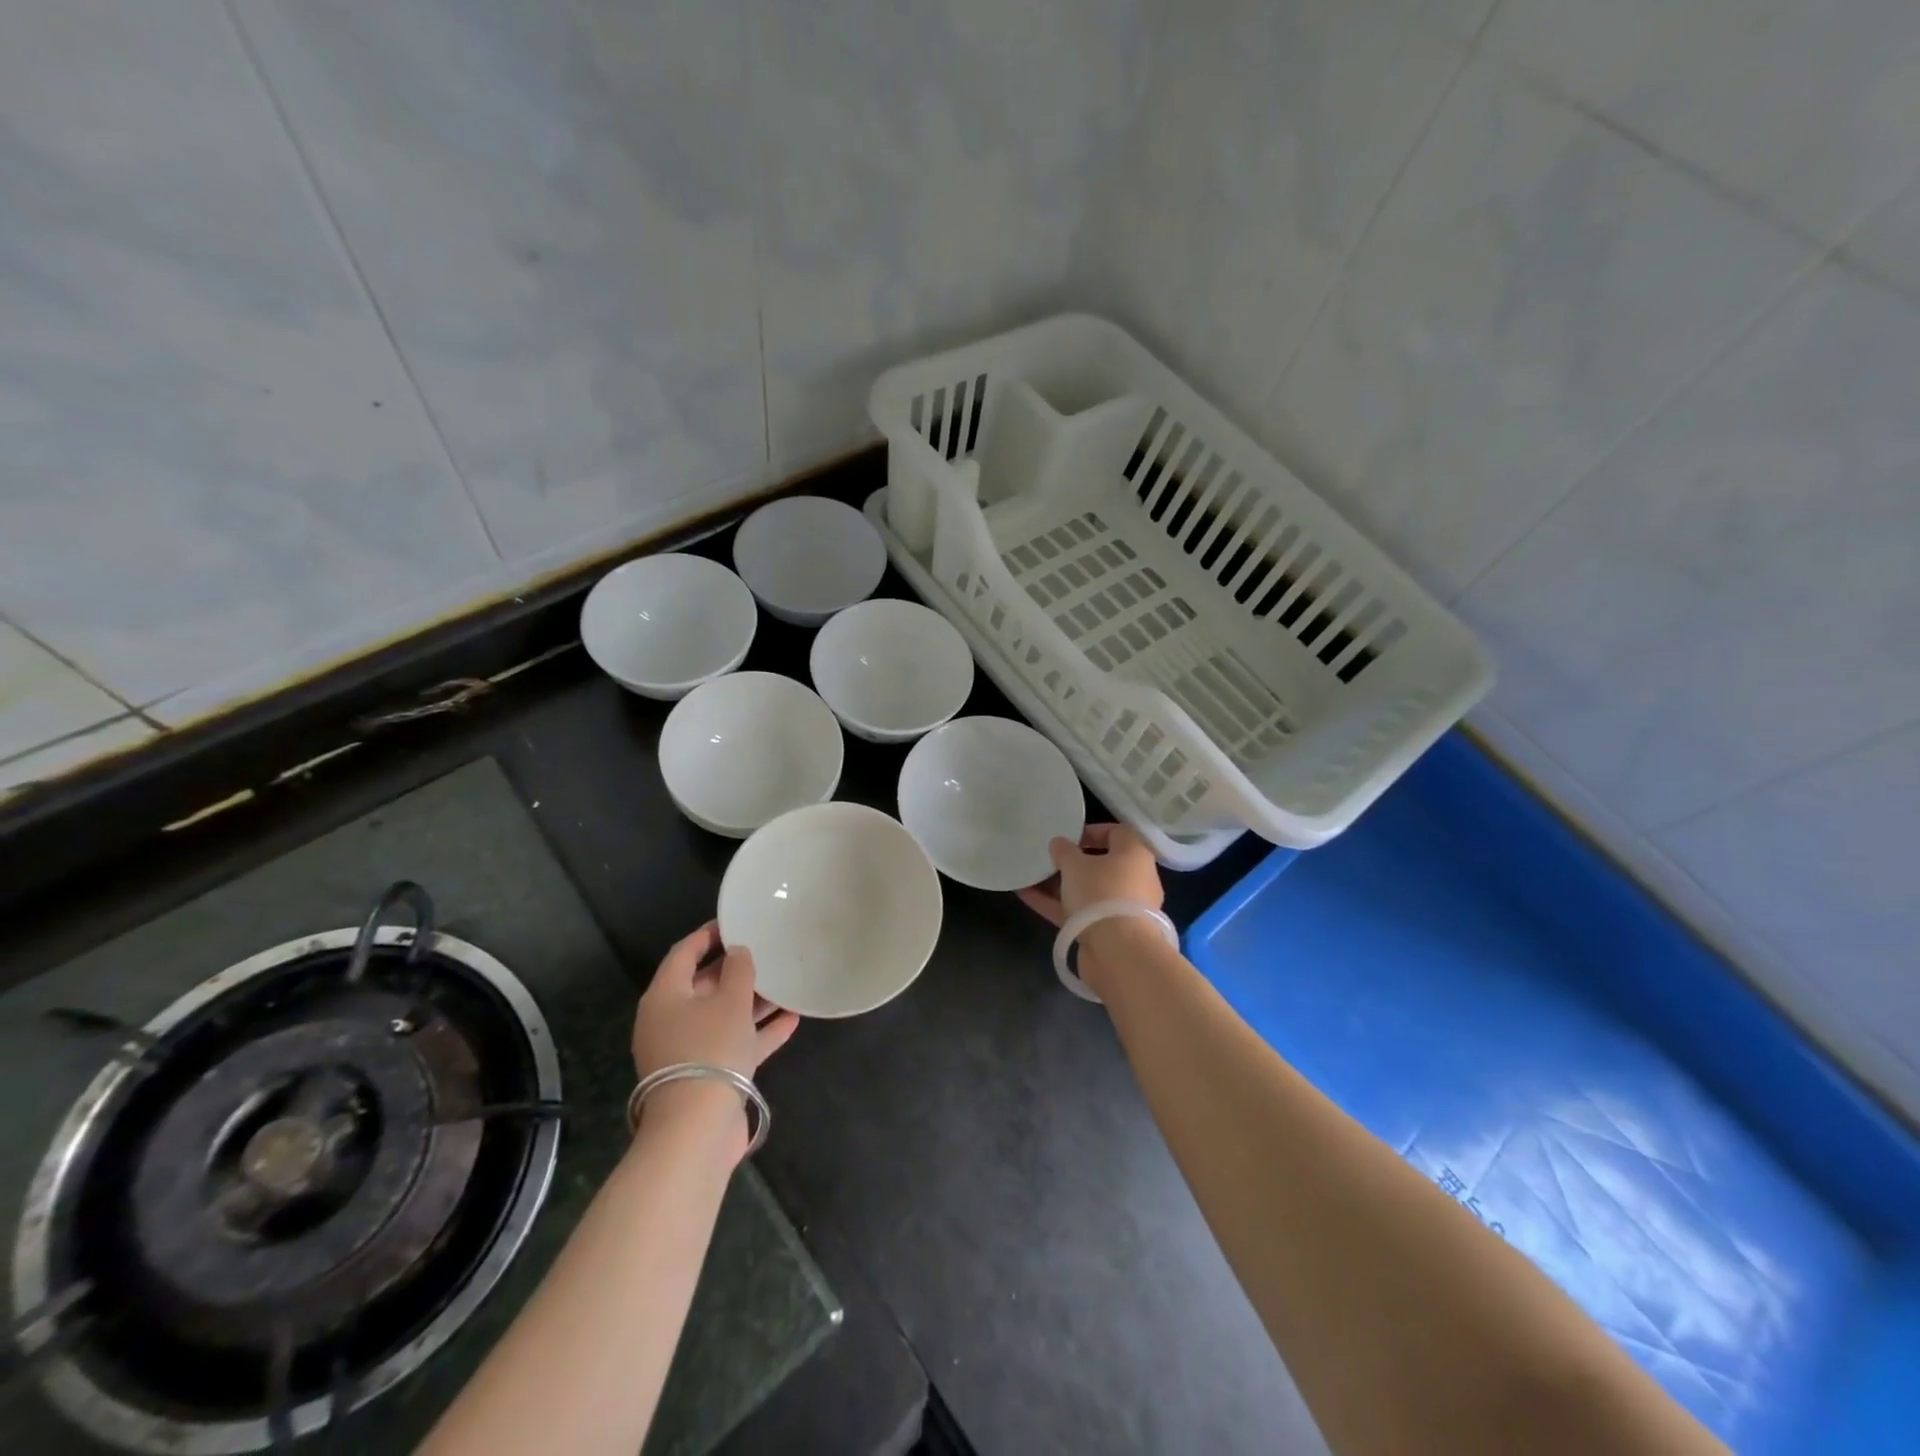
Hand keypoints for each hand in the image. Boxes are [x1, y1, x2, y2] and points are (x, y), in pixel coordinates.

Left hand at [632, 921, 799, 1082]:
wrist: (699, 1127)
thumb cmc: (710, 1048)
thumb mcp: (730, 1000)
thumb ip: (738, 969)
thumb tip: (738, 952)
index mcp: (665, 996)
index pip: (684, 953)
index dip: (709, 934)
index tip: (736, 921)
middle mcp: (671, 1020)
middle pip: (704, 985)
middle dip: (735, 969)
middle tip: (765, 950)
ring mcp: (688, 1050)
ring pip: (722, 1015)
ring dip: (752, 1001)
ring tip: (784, 982)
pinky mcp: (708, 1075)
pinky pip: (735, 1043)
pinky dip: (758, 1031)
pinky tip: (791, 1019)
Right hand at [1016, 823, 1163, 927]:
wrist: (1118, 952)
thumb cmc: (1101, 893)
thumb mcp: (1075, 865)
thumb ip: (1064, 851)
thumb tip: (1059, 843)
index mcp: (1135, 855)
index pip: (1116, 833)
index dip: (1090, 831)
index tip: (1066, 836)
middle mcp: (1133, 879)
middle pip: (1100, 864)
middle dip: (1071, 862)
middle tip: (1047, 857)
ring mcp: (1120, 908)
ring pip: (1087, 891)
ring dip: (1059, 884)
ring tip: (1030, 876)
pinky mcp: (1107, 931)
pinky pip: (1079, 912)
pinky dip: (1056, 904)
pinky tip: (1026, 896)